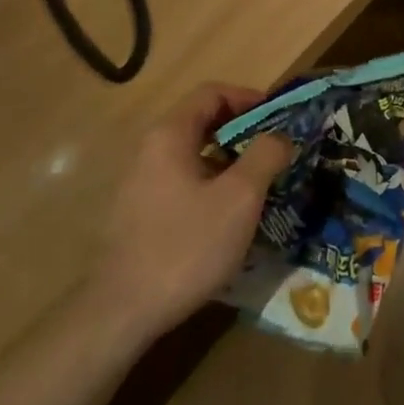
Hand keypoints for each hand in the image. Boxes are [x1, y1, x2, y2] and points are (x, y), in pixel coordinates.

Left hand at [88, 83, 293, 342]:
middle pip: (202, 122)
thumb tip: (280, 137)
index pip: (212, 93)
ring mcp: (141, 182)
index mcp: (170, 134)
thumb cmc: (186, 245)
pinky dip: (211, 185)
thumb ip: (265, 156)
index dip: (249, 98)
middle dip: (243, 132)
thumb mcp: (239, 198)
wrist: (123, 312)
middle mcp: (150, 149)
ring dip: (229, 162)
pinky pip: (183, 182)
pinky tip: (229, 218)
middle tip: (275, 152)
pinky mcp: (139, 213)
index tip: (278, 119)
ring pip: (194, 155)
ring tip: (260, 186)